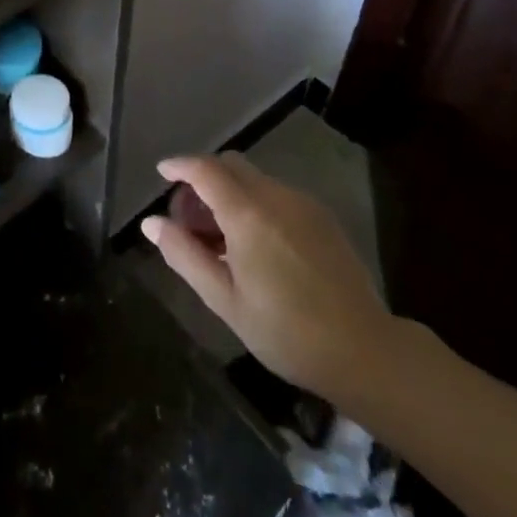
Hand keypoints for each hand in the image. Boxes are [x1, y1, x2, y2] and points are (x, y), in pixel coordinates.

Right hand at [142, 153, 393, 408]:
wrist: (364, 351)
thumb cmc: (286, 331)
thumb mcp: (225, 300)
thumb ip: (184, 255)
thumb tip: (151, 223)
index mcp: (247, 213)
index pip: (205, 169)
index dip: (179, 165)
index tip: (162, 172)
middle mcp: (275, 195)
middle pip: (230, 165)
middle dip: (203, 179)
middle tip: (188, 216)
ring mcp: (302, 203)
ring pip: (254, 179)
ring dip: (229, 192)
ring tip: (220, 236)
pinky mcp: (322, 216)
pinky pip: (277, 194)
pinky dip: (254, 203)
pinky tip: (254, 243)